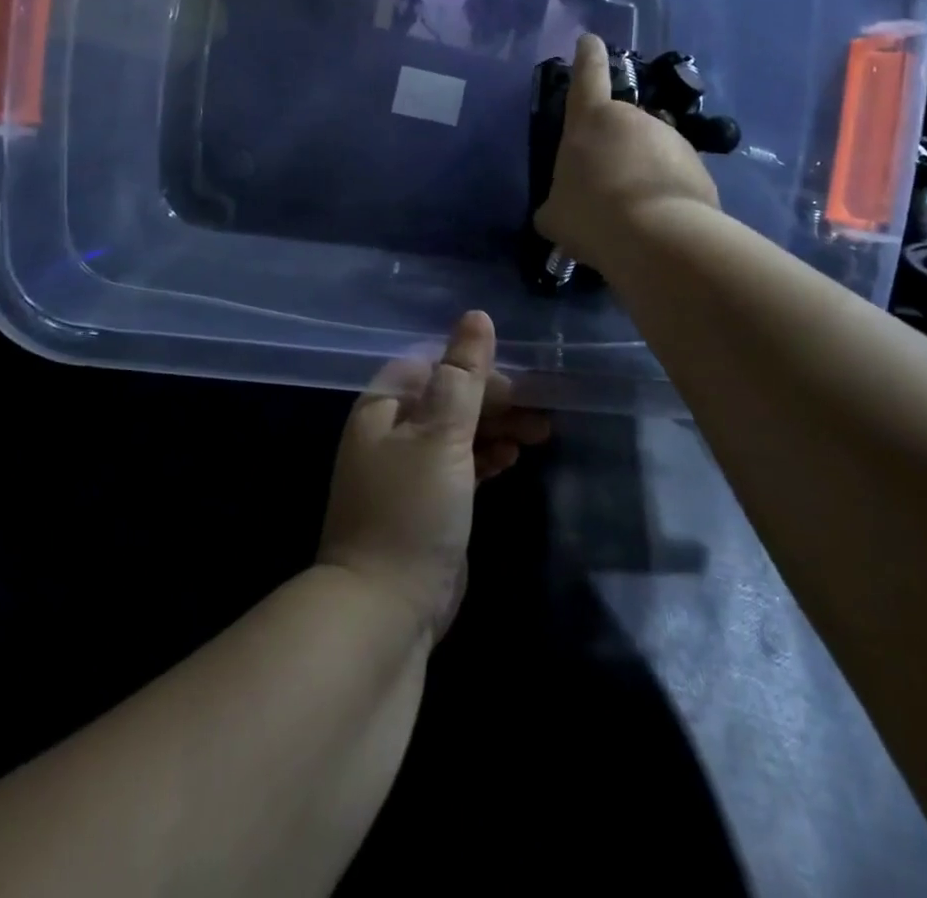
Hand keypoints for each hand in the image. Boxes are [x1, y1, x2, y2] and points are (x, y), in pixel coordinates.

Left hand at [317, 311, 549, 642]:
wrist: (385, 609)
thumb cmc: (411, 510)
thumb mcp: (440, 435)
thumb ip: (462, 376)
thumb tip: (477, 316)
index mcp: (384, 407)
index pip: (434, 366)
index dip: (476, 368)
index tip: (520, 380)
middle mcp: (392, 432)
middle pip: (449, 398)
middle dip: (495, 400)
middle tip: (542, 411)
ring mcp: (408, 470)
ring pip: (458, 432)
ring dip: (496, 427)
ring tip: (540, 432)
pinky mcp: (428, 503)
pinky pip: (461, 465)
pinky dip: (486, 457)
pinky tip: (513, 459)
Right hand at [533, 33, 720, 267]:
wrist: (658, 238)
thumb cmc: (591, 215)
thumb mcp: (555, 214)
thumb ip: (557, 202)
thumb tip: (561, 208)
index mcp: (590, 120)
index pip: (587, 76)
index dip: (587, 57)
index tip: (590, 41)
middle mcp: (634, 119)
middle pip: (620, 125)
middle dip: (614, 148)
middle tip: (604, 187)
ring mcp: (671, 140)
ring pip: (649, 151)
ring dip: (640, 172)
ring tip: (631, 212)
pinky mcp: (699, 166)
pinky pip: (673, 175)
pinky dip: (663, 191)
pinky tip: (655, 222)